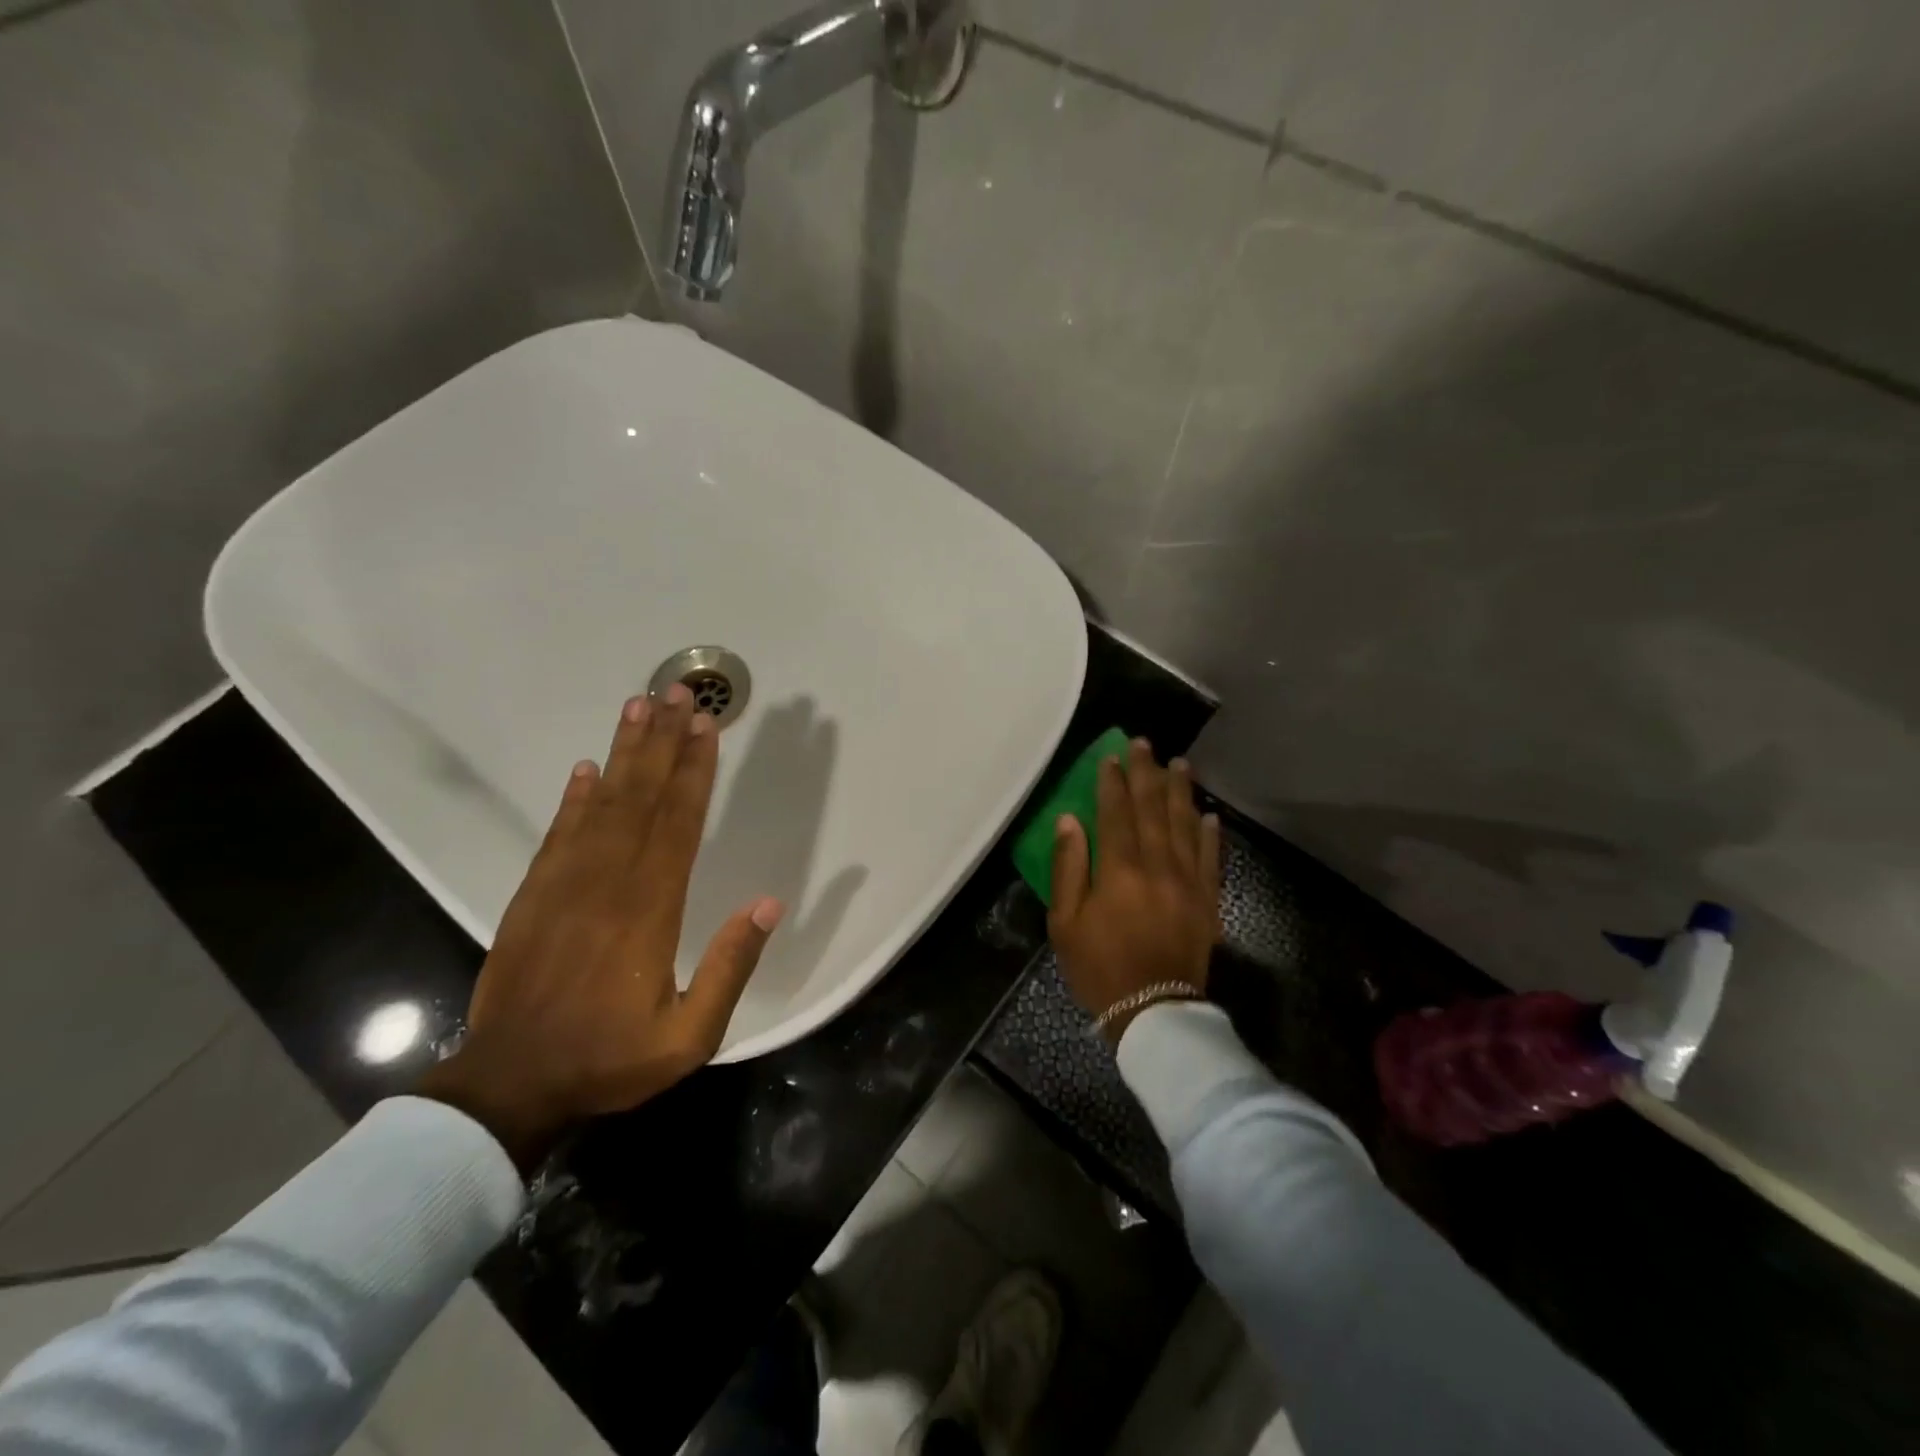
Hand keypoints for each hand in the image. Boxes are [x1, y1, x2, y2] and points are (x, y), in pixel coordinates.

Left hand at [417, 686, 781, 1168]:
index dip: (695, 771)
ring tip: (638, 706)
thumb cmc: (608, 1060)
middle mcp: (608, 883)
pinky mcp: (533, 896)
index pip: (679, 824)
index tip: (707, 727)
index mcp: (650, 910)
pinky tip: (587, 769)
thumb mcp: (689, 1036)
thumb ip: (730, 967)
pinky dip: (574, 798)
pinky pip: (558, 834)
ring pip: (601, 804)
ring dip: (623, 753)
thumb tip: (768, 904)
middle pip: (642, 798)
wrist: (510, 1086)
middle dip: (663, 742)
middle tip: (676, 692)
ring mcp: (564, 885)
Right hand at [1048, 739, 1220, 1043]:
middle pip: (1153, 809)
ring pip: (1185, 825)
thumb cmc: (1098, 967)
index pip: (1116, 813)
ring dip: (1181, 792)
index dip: (1112, 782)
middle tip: (1145, 744)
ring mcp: (1189, 882)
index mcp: (1119, 870)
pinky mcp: (1208, 901)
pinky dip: (1210, 834)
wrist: (1153, 1011)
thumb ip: (1068, 867)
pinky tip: (1209, 814)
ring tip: (1180, 764)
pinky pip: (1212, 858)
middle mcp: (1158, 866)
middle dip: (1147, 773)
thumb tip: (1070, 820)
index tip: (1111, 756)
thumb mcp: (1065, 922)